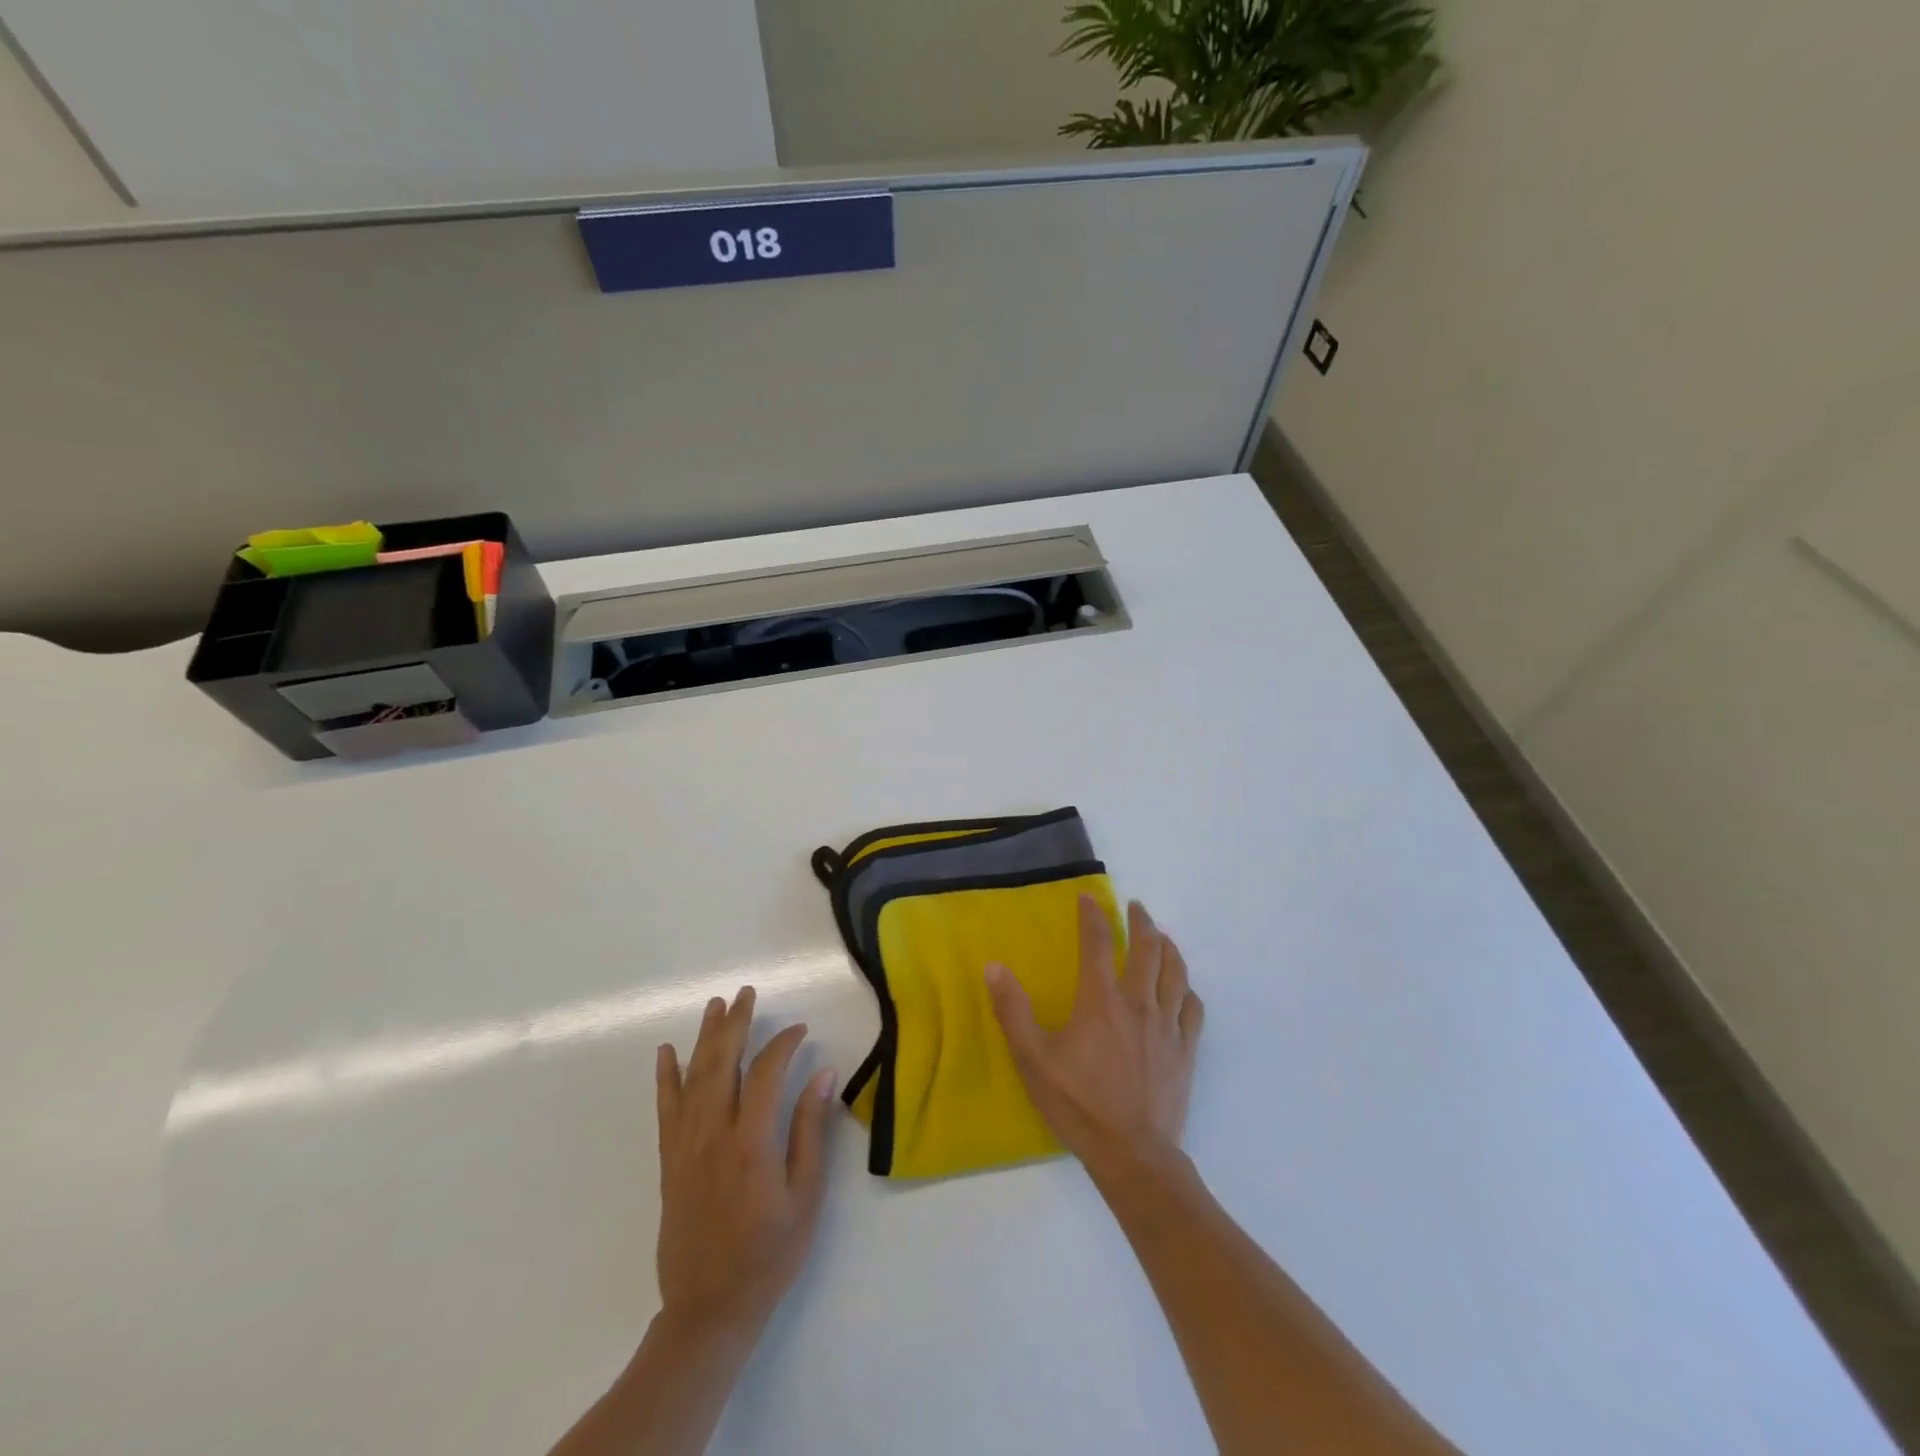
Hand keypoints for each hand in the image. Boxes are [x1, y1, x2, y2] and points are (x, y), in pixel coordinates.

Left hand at [654, 987, 835, 1342]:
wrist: (709, 1309)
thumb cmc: (769, 1255)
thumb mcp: (805, 1196)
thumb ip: (811, 1132)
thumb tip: (822, 1076)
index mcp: (751, 1143)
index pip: (765, 1073)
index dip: (783, 1044)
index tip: (800, 1030)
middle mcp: (713, 1135)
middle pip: (722, 1063)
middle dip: (736, 1023)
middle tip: (747, 993)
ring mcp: (685, 1147)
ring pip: (693, 1078)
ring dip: (705, 1037)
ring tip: (716, 1005)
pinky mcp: (669, 1162)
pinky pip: (665, 1109)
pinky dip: (666, 1077)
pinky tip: (666, 1053)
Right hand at [986, 897, 1203, 1183]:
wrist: (1133, 1154)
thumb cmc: (1078, 1104)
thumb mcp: (1033, 1059)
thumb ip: (1012, 1010)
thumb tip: (994, 966)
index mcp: (1101, 1000)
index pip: (1097, 943)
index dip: (1092, 915)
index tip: (1089, 898)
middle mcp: (1138, 1003)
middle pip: (1147, 948)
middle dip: (1140, 921)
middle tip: (1135, 907)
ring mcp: (1167, 1025)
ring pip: (1175, 971)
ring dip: (1168, 946)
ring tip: (1161, 935)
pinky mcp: (1185, 1050)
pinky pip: (1192, 1007)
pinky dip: (1186, 988)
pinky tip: (1182, 988)